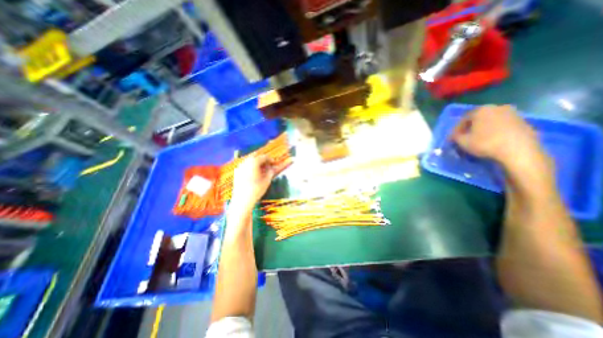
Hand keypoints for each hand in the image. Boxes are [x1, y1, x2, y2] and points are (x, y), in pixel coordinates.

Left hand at [231, 154, 274, 211]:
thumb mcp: (266, 181)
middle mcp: (246, 162)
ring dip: (256, 163)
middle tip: (268, 165)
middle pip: (255, 156)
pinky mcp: (236, 173)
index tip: (274, 163)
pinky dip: (250, 167)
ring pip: (249, 160)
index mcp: (254, 162)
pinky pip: (245, 166)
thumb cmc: (256, 190)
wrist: (242, 200)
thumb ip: (270, 172)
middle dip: (262, 160)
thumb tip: (272, 168)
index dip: (270, 159)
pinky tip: (253, 173)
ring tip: (261, 169)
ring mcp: (240, 167)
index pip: (263, 157)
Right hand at [450, 105, 551, 177]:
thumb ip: (456, 137)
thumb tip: (455, 136)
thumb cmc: (486, 143)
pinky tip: (492, 142)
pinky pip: (503, 127)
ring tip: (478, 141)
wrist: (518, 151)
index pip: (463, 119)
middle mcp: (498, 108)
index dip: (456, 130)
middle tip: (465, 138)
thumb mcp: (463, 142)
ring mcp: (513, 114)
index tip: (453, 139)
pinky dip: (495, 133)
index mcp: (481, 110)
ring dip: (483, 130)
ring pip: (491, 122)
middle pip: (479, 119)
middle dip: (471, 128)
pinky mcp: (524, 123)